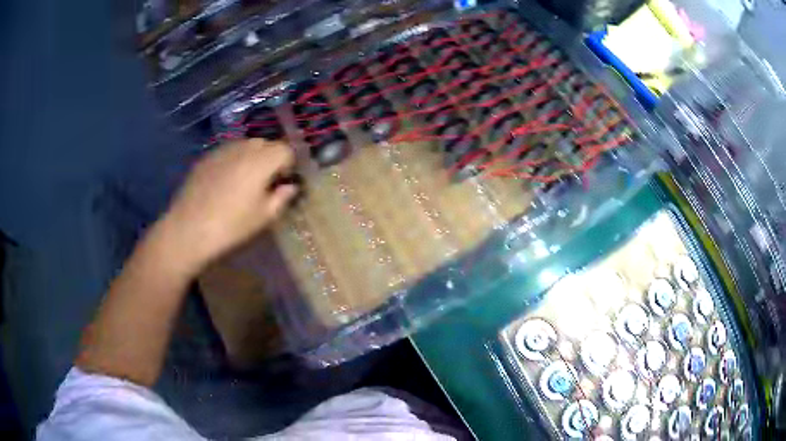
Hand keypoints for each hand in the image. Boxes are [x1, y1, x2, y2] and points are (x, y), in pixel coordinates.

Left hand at [155, 139, 297, 274]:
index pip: (286, 149)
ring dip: (251, 157)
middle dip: (271, 157)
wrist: (189, 229)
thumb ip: (281, 197)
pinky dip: (233, 161)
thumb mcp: (263, 218)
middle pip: (265, 143)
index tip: (283, 182)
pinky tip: (224, 183)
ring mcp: (222, 150)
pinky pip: (227, 152)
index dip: (289, 164)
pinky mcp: (205, 158)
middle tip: (266, 181)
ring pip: (245, 145)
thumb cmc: (231, 226)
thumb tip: (289, 186)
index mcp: (261, 161)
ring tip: (244, 180)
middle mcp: (243, 148)